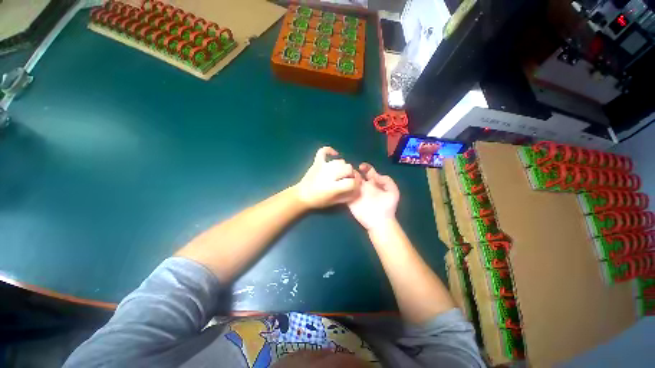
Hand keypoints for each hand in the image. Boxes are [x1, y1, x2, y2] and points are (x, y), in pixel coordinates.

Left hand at [295, 147, 360, 208]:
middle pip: (348, 168)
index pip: (352, 182)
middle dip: (351, 174)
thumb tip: (358, 189)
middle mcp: (329, 175)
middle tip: (346, 179)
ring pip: (340, 161)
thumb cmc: (319, 201)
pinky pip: (324, 151)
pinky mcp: (317, 162)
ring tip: (340, 173)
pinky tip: (334, 154)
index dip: (356, 184)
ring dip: (343, 167)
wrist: (302, 196)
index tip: (355, 186)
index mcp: (333, 187)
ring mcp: (322, 166)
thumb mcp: (335, 202)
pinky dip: (329, 150)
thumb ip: (348, 196)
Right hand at [347, 163, 399, 230]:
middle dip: (352, 170)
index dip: (365, 167)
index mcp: (373, 182)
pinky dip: (341, 186)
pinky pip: (344, 191)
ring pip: (349, 181)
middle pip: (356, 174)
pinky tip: (341, 183)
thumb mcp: (393, 191)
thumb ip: (386, 180)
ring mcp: (356, 192)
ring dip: (346, 177)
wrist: (380, 221)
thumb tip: (374, 174)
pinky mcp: (349, 199)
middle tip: (350, 170)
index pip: (368, 171)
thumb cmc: (388, 206)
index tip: (361, 167)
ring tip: (345, 175)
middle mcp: (364, 186)